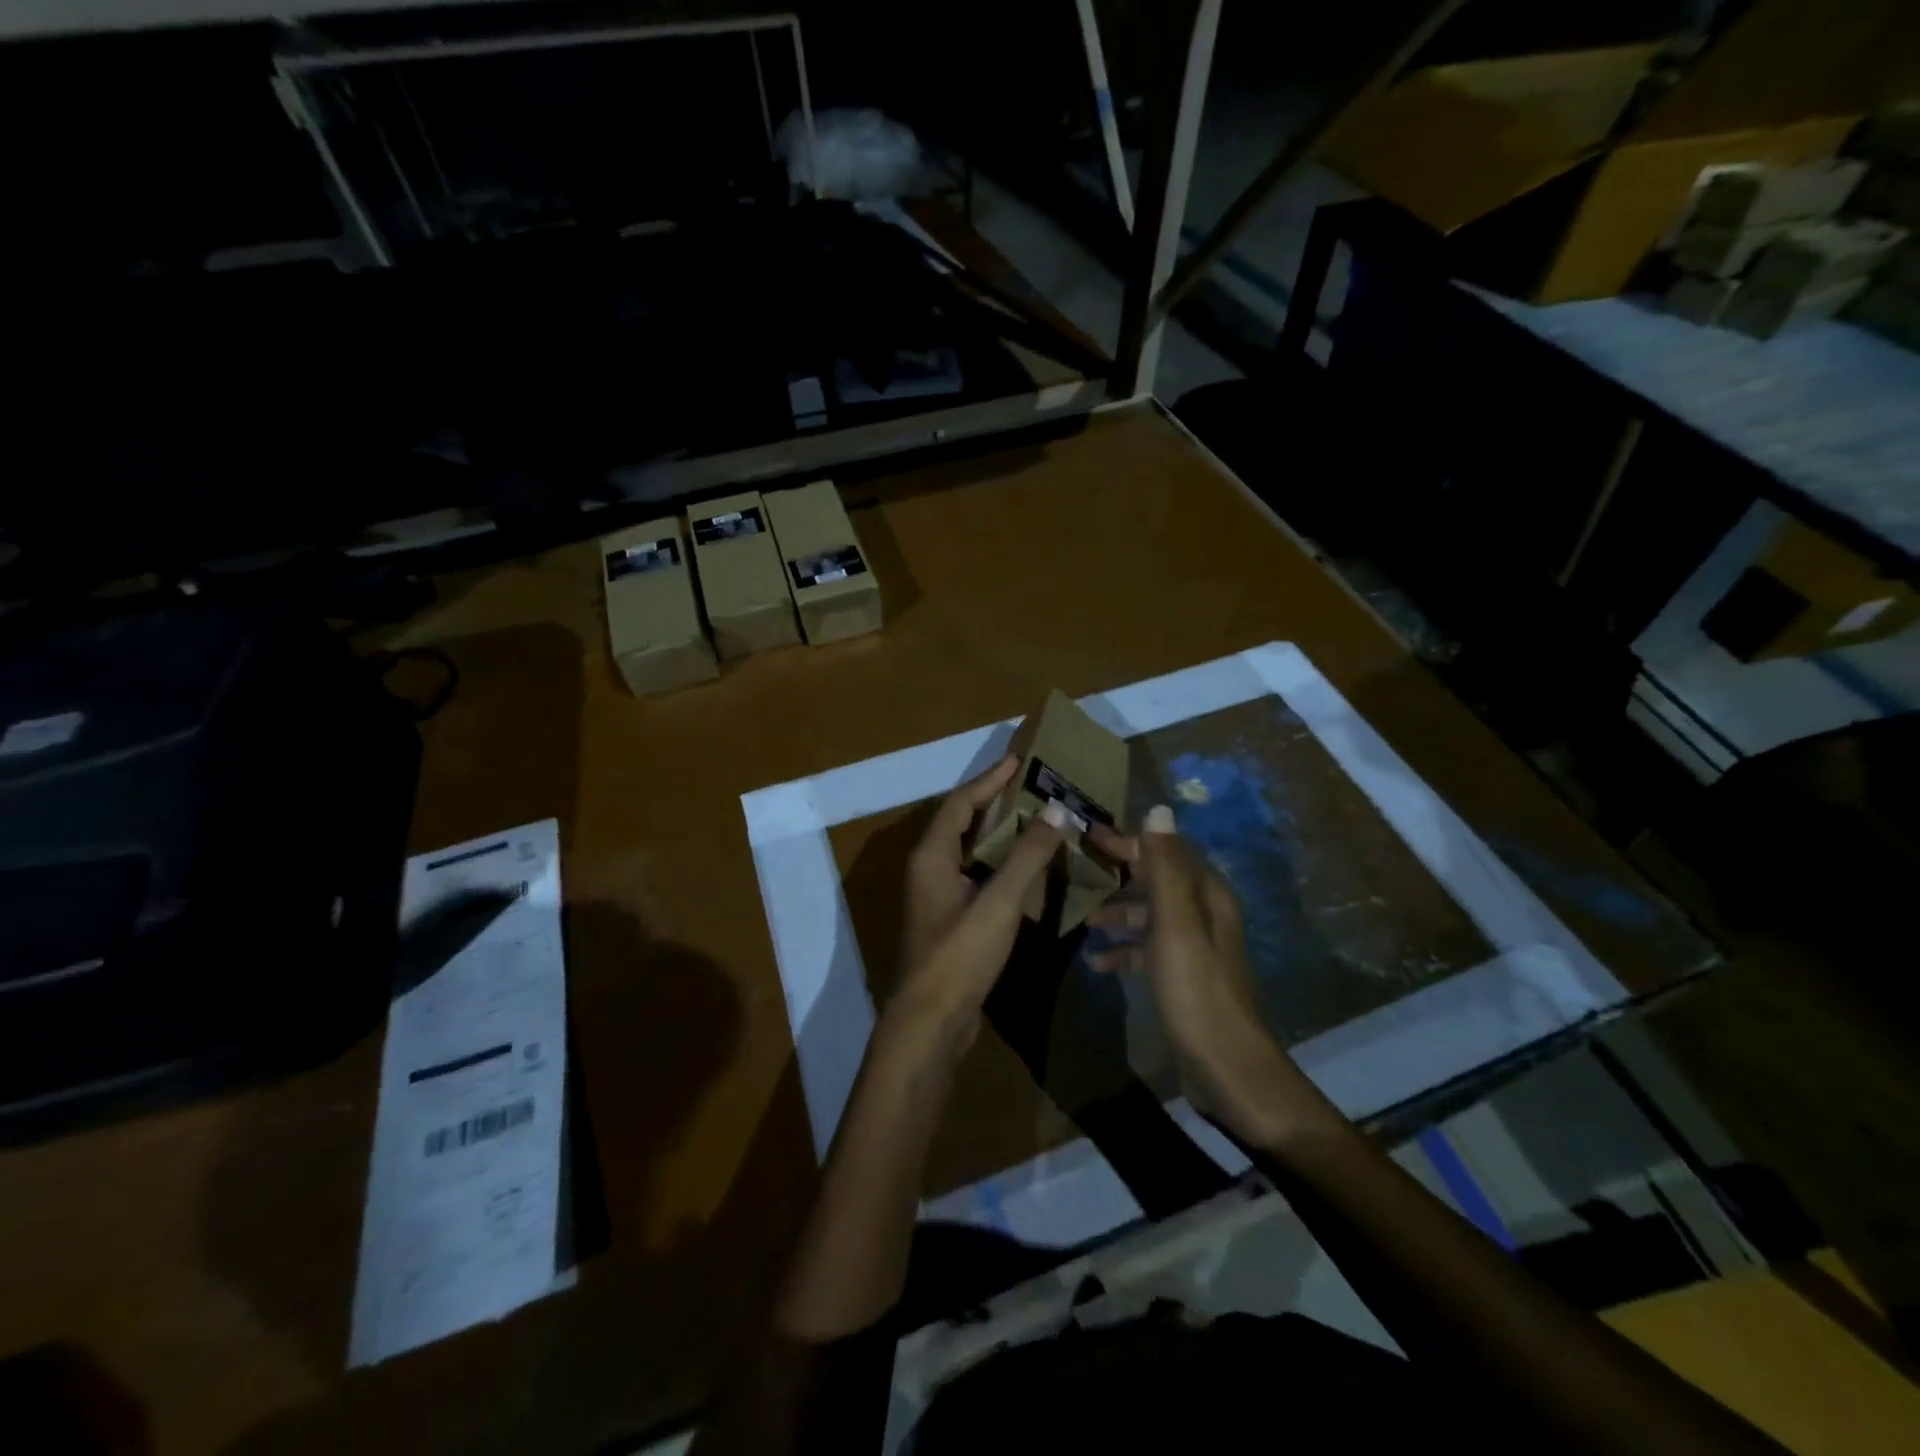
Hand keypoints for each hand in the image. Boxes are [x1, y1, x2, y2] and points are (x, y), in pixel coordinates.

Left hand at [890, 755, 1068, 1061]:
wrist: (931, 1021)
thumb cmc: (960, 954)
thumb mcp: (998, 901)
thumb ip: (1028, 856)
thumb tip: (1057, 810)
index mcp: (932, 855)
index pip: (960, 803)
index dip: (989, 779)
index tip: (1019, 760)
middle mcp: (930, 868)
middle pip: (963, 822)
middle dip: (996, 801)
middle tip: (1034, 786)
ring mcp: (939, 896)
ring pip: (971, 851)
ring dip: (1001, 834)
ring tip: (1038, 819)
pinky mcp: (951, 919)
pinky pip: (978, 876)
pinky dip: (1002, 864)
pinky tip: (1030, 868)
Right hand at [1088, 806, 1340, 1149]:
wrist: (1226, 1066)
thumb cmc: (1196, 990)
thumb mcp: (1175, 924)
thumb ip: (1165, 868)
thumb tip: (1160, 809)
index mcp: (1206, 895)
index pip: (1166, 850)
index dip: (1130, 841)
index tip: (1090, 835)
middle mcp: (1203, 914)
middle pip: (1157, 880)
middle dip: (1120, 874)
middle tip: (1079, 871)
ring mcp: (1193, 947)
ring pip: (1150, 915)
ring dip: (1119, 913)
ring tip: (1084, 921)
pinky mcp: (1183, 976)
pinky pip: (1147, 950)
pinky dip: (1123, 950)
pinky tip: (1097, 963)